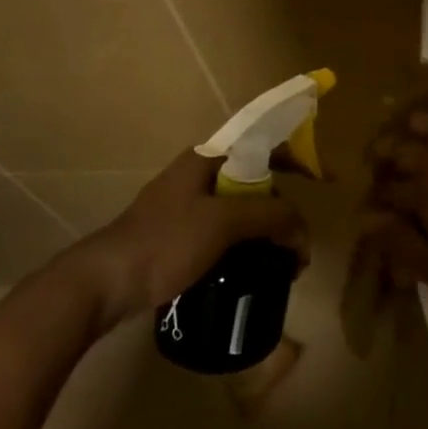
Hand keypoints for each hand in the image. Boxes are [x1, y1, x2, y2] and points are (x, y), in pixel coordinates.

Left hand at [69, 149, 307, 326]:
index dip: (298, 158)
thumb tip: (301, 231)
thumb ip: (271, 216)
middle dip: (284, 209)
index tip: (325, 180)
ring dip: (268, 232)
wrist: (102, 284)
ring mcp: (186, 207)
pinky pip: (226, 233)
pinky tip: (255, 270)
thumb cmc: (165, 241)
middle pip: (256, 181)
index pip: (264, 144)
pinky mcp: (179, 236)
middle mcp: (198, 175)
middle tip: (299, 242)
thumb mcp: (224, 223)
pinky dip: (247, 246)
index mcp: (207, 159)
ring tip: (283, 264)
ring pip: (242, 210)